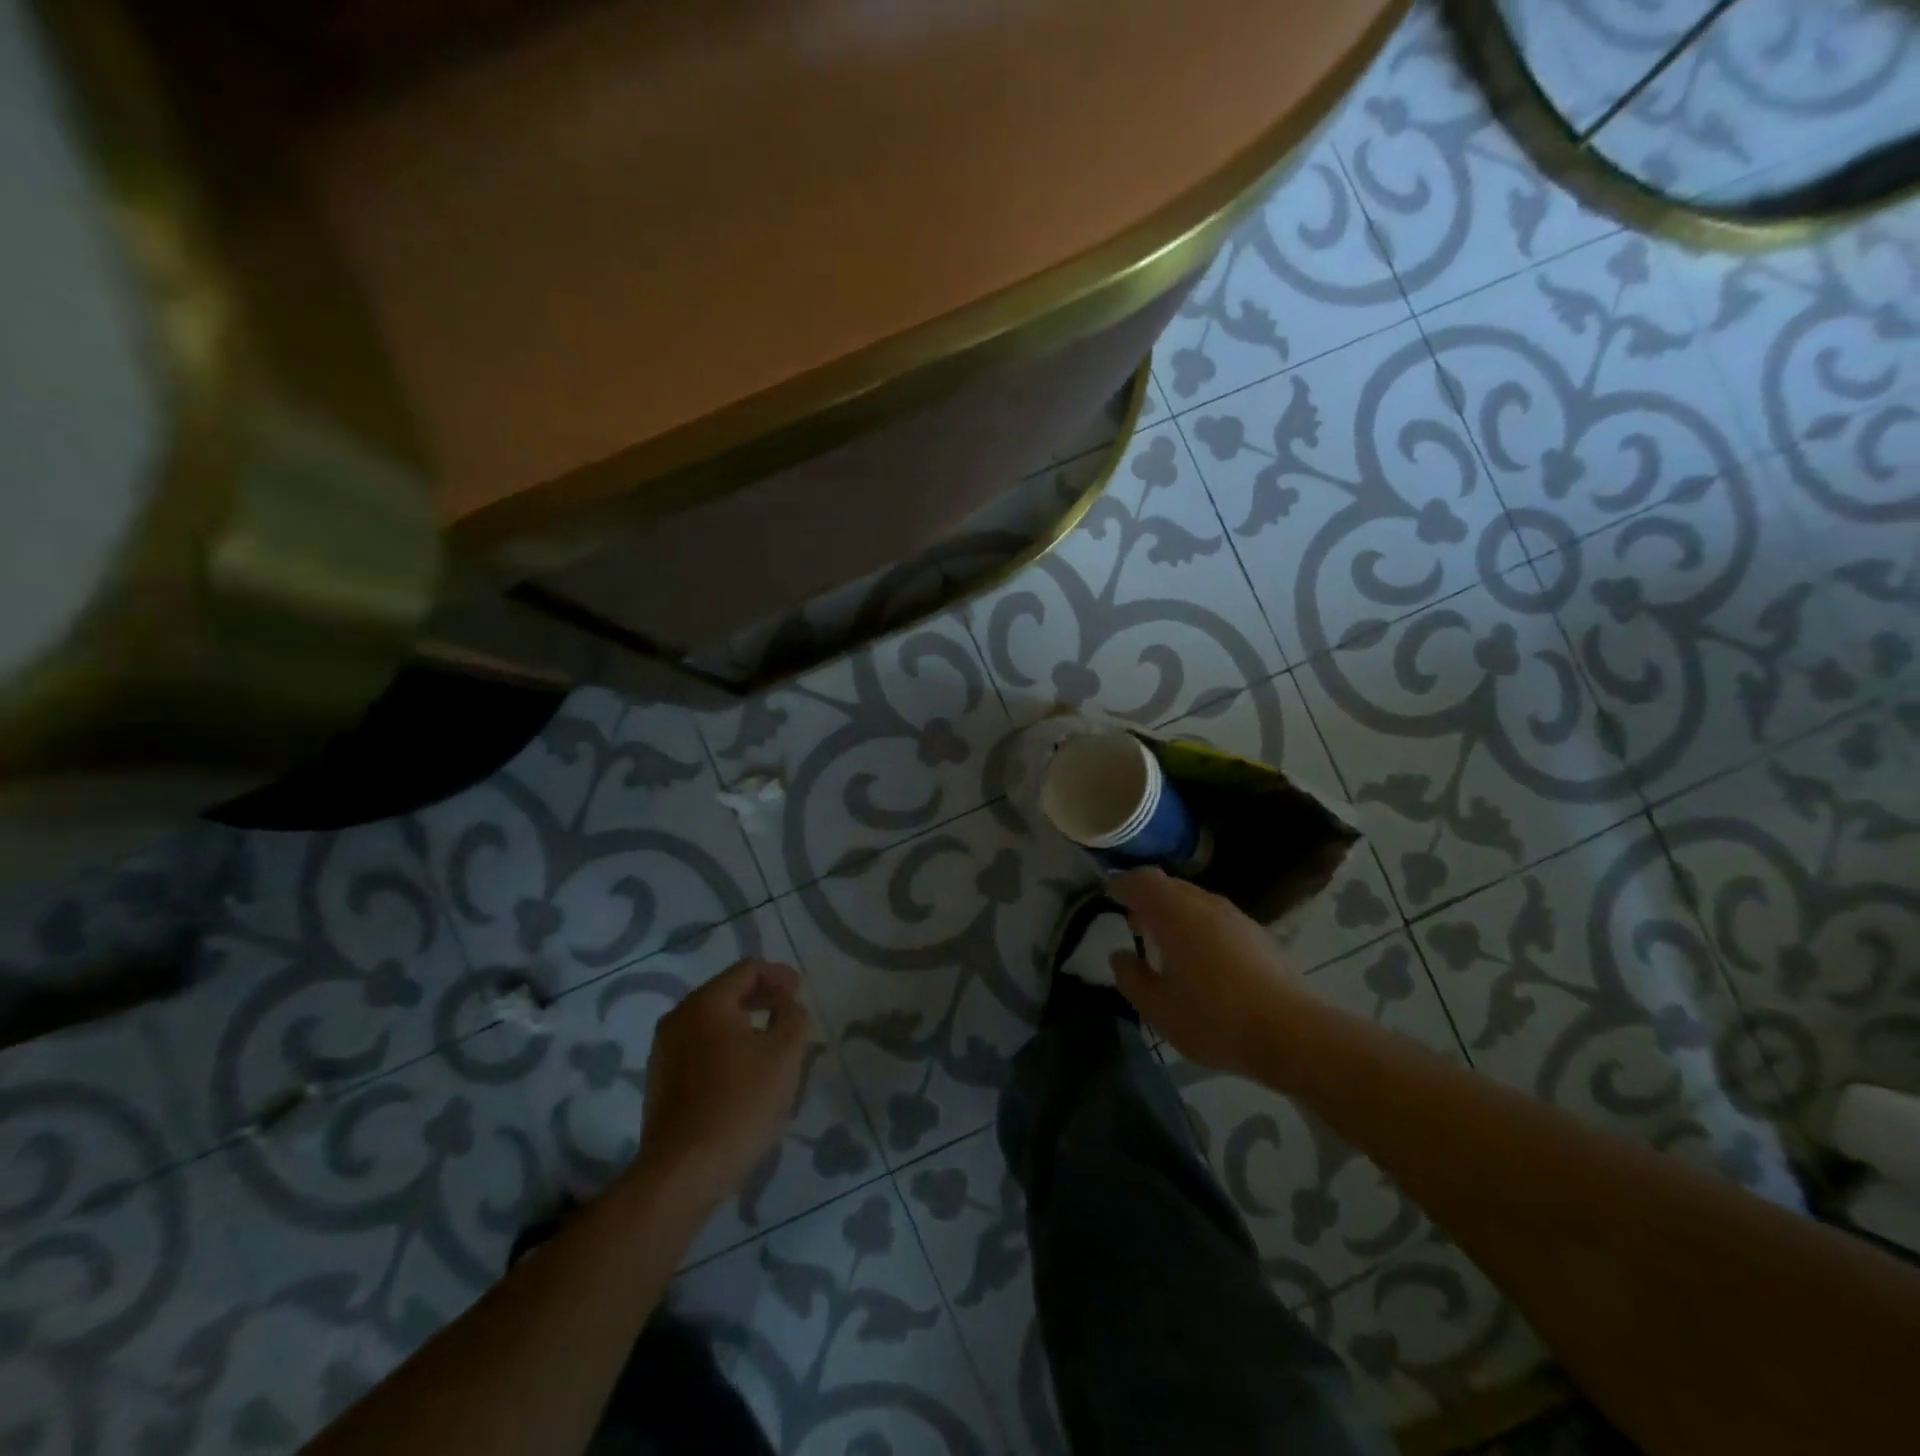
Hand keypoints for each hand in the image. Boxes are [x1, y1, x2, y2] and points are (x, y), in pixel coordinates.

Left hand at [636, 959, 812, 1206]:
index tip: (800, 993)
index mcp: (706, 1003)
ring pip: (712, 1023)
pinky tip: (745, 1073)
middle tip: (790, 1013)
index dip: (779, 975)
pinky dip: (726, 1048)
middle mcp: (678, 1018)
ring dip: (745, 1024)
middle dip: (762, 998)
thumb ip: (794, 1018)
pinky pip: (700, 1049)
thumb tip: (787, 1006)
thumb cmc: (740, 1103)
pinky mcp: (661, 1082)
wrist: (684, 1172)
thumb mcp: (785, 1054)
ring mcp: (664, 1052)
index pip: (747, 970)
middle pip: (727, 992)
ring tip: (772, 1044)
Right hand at [1109, 868, 1304, 1077]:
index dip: (1121, 886)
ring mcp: (1234, 916)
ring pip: (1194, 900)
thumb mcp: (1158, 1009)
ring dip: (1174, 911)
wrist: (1290, 1033)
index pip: (1141, 882)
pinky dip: (1197, 924)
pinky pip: (1214, 916)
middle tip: (1133, 922)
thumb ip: (1132, 979)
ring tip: (1164, 942)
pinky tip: (1199, 957)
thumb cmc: (1214, 1019)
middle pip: (1168, 885)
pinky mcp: (1256, 933)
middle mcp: (1203, 904)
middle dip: (1147, 898)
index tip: (1108, 895)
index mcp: (1174, 914)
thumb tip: (1121, 956)